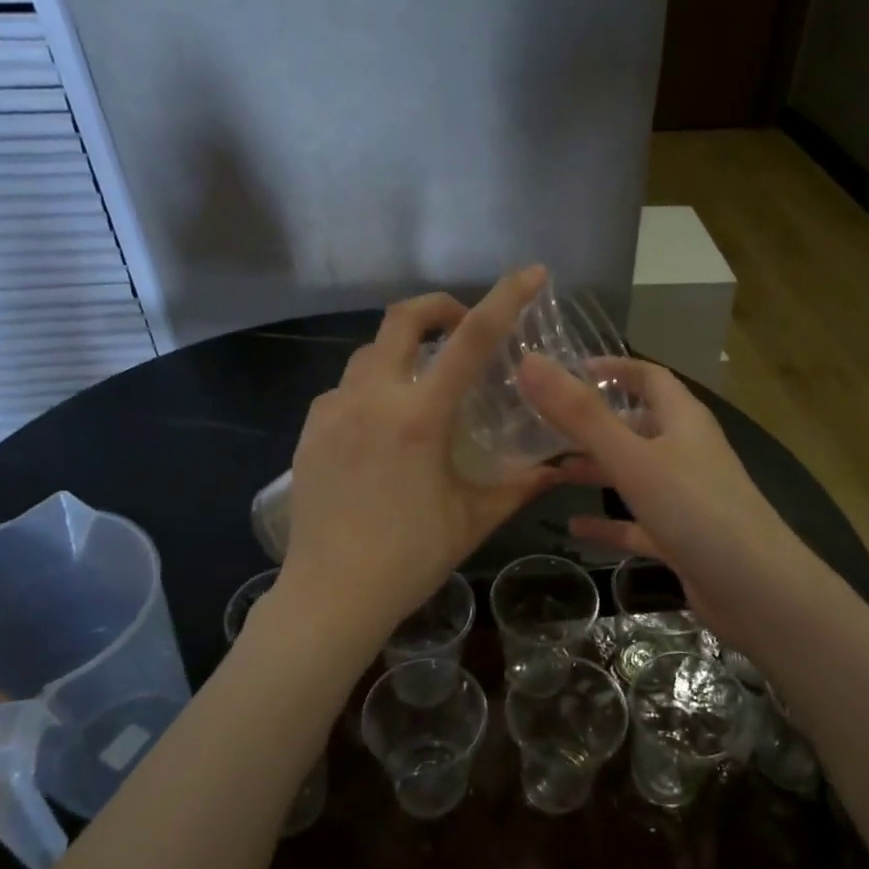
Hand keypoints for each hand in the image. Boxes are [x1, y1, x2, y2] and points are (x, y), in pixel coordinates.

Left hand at [280, 267, 556, 638]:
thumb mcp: (474, 518)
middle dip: (437, 307)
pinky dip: (370, 389)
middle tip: (461, 327)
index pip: (471, 339)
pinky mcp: (309, 432)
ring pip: (368, 354)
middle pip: (401, 319)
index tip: (532, 274)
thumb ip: (519, 485)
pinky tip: (381, 425)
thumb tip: (560, 468)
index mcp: (420, 417)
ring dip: (401, 352)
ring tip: (422, 385)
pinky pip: (343, 390)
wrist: (331, 594)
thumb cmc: (410, 558)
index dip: (505, 298)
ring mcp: (333, 412)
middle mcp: (373, 400)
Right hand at [517, 355, 813, 653]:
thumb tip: (529, 361)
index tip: (567, 370)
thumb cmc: (696, 510)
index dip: (612, 368)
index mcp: (683, 421)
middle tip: (541, 426)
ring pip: (633, 474)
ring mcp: (685, 497)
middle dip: (591, 425)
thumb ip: (580, 414)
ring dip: (595, 470)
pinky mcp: (681, 537)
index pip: (648, 377)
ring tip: (547, 472)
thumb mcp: (632, 458)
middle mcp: (686, 452)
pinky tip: (574, 526)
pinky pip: (637, 522)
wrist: (757, 590)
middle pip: (636, 426)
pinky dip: (608, 522)